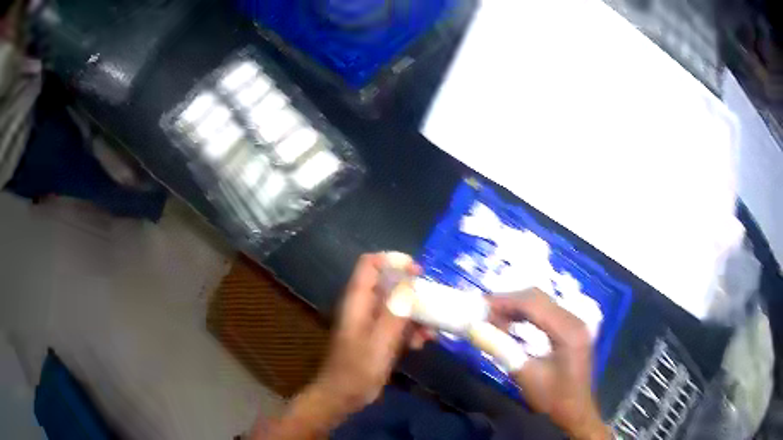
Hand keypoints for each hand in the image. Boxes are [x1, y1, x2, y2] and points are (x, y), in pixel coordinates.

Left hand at [259, 253, 417, 439]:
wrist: (342, 397)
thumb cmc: (357, 371)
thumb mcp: (379, 343)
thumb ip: (394, 314)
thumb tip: (409, 285)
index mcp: (357, 301)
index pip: (370, 264)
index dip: (393, 261)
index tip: (418, 273)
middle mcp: (363, 306)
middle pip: (388, 283)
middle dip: (412, 291)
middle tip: (432, 304)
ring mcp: (369, 322)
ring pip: (396, 304)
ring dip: (415, 314)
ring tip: (430, 331)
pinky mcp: (376, 336)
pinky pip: (397, 323)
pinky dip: (410, 329)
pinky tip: (422, 344)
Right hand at [489, 289, 610, 439]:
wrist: (576, 413)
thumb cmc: (552, 399)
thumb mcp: (525, 375)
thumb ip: (502, 349)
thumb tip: (475, 329)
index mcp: (568, 330)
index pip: (534, 303)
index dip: (505, 301)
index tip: (480, 305)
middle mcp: (575, 320)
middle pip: (539, 298)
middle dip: (509, 301)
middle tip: (484, 312)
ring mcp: (576, 323)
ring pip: (542, 303)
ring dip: (517, 307)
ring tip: (493, 318)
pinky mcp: (572, 329)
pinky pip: (547, 312)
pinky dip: (527, 315)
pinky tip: (512, 324)